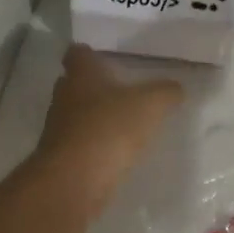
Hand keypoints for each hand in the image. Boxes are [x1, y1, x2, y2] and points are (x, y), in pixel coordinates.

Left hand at [37, 45, 183, 214]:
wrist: (75, 179)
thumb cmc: (110, 128)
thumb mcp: (150, 105)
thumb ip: (165, 92)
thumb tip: (176, 88)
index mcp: (81, 74)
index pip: (77, 53)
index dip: (89, 54)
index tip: (104, 58)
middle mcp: (64, 96)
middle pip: (74, 83)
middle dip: (93, 86)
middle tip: (118, 90)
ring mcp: (58, 128)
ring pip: (75, 114)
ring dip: (93, 117)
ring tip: (120, 122)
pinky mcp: (61, 156)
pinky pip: (78, 143)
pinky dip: (93, 143)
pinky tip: (113, 151)